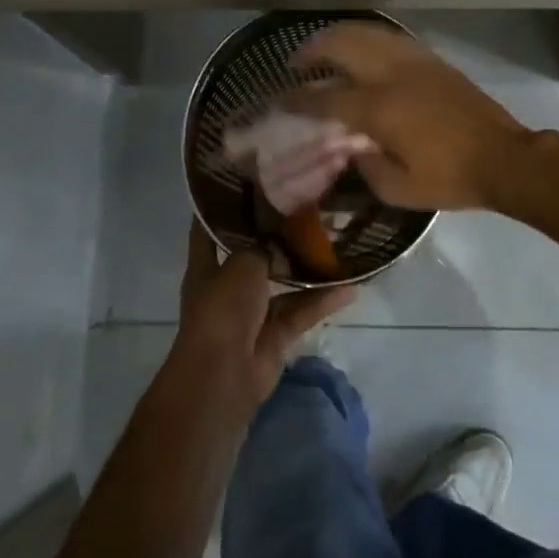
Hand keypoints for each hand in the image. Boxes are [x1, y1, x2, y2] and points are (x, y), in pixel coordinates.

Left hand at [172, 221, 355, 410]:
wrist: (224, 375)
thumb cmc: (223, 309)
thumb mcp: (242, 264)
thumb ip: (263, 247)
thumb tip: (281, 239)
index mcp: (207, 267)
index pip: (208, 229)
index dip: (220, 207)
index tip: (243, 182)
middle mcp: (228, 286)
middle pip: (252, 254)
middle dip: (274, 236)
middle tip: (304, 208)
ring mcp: (252, 313)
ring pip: (282, 283)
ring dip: (305, 269)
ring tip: (334, 242)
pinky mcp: (276, 335)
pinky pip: (301, 311)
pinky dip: (322, 301)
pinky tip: (351, 286)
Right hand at [288, 25, 531, 210]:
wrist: (504, 158)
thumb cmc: (450, 178)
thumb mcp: (399, 190)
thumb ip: (366, 167)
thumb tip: (352, 148)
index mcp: (379, 110)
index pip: (325, 98)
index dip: (297, 98)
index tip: (278, 99)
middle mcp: (391, 76)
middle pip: (341, 46)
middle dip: (312, 49)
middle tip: (296, 61)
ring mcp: (414, 61)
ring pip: (366, 32)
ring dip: (337, 35)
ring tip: (323, 46)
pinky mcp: (432, 59)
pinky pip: (390, 37)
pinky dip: (367, 36)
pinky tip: (361, 46)